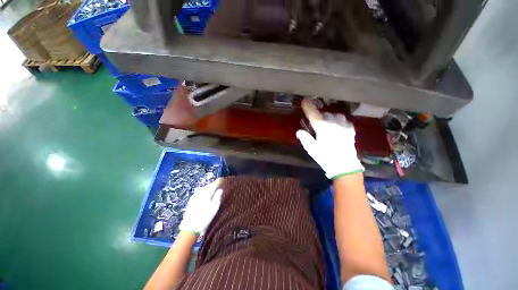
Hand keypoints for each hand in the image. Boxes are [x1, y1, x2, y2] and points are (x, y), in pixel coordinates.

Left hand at [179, 179, 222, 235]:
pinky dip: (203, 191)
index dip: (218, 181)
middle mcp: (199, 193)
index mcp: (206, 194)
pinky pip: (199, 192)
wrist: (190, 227)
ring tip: (213, 188)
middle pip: (208, 186)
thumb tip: (220, 189)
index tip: (222, 179)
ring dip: (208, 187)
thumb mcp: (214, 207)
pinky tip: (205, 194)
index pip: (213, 185)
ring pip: (203, 189)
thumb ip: (217, 197)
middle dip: (213, 184)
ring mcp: (194, 196)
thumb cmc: (205, 217)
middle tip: (218, 184)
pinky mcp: (191, 200)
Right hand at [296, 99, 363, 178]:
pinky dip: (339, 121)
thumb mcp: (312, 149)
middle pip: (325, 114)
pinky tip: (337, 125)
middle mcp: (334, 124)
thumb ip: (305, 139)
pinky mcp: (350, 130)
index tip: (304, 101)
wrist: (344, 166)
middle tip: (315, 120)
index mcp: (323, 129)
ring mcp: (343, 126)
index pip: (314, 115)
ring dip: (330, 117)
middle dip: (319, 115)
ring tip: (327, 122)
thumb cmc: (326, 158)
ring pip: (336, 115)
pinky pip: (344, 120)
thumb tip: (299, 131)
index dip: (308, 107)